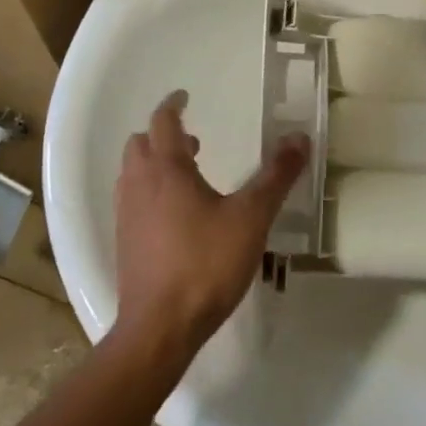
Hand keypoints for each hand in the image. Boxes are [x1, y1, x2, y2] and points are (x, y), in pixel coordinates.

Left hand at [113, 90, 308, 359]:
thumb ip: (276, 176)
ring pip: (133, 173)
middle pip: (141, 144)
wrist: (159, 329)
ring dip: (155, 164)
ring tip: (189, 177)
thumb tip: (300, 138)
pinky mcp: (125, 243)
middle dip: (164, 135)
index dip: (173, 105)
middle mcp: (140, 185)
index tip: (185, 96)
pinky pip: (133, 201)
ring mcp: (127, 215)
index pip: (163, 121)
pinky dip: (150, 192)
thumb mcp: (251, 218)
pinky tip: (176, 217)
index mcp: (167, 169)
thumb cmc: (205, 264)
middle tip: (194, 141)